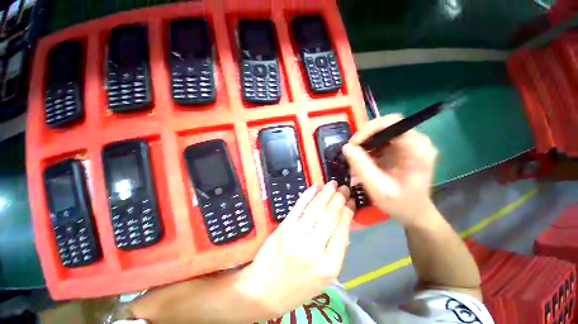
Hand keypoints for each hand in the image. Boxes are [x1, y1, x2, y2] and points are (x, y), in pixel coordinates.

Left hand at [240, 181, 354, 316]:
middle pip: (331, 216)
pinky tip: (315, 187)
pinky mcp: (284, 228)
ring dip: (325, 193)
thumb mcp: (324, 277)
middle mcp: (315, 249)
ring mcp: (298, 236)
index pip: (342, 230)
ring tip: (332, 184)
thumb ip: (335, 251)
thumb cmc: (297, 287)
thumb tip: (343, 224)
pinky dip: (308, 195)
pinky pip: (299, 207)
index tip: (351, 200)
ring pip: (316, 208)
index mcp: (330, 266)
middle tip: (344, 188)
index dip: (348, 211)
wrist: (265, 291)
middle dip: (339, 198)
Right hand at [342, 114, 437, 224]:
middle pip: (384, 126)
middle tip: (352, 152)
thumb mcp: (378, 188)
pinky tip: (364, 160)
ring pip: (380, 132)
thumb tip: (346, 147)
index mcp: (416, 149)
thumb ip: (361, 167)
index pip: (390, 123)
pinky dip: (368, 148)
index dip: (368, 130)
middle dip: (364, 137)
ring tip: (356, 158)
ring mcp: (409, 143)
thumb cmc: (400, 204)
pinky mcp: (402, 148)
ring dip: (365, 143)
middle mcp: (416, 141)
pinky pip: (381, 140)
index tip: (353, 145)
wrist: (414, 212)